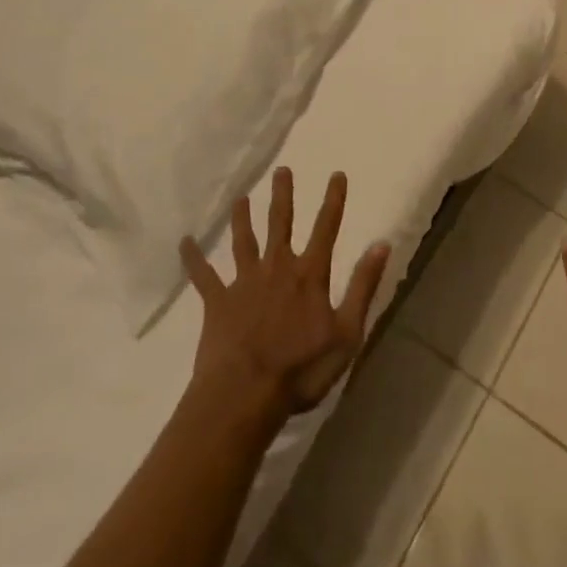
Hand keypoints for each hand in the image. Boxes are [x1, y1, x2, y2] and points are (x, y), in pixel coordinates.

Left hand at [179, 168, 390, 421]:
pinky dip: (194, 259)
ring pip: (244, 241)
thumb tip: (382, 243)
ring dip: (243, 218)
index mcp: (309, 274)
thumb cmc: (301, 369)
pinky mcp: (217, 303)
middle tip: (281, 170)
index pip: (326, 228)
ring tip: (240, 197)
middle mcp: (277, 268)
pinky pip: (204, 276)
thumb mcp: (347, 333)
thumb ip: (363, 286)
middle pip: (281, 223)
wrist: (244, 396)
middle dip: (283, 195)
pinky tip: (184, 242)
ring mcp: (245, 283)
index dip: (333, 200)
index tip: (336, 174)